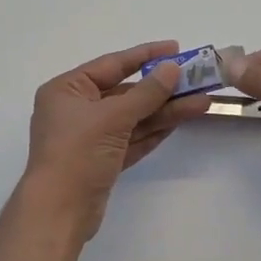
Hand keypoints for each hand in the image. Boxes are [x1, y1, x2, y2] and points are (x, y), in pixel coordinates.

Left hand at [20, 40, 211, 243]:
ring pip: (132, 118)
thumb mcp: (113, 118)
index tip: (175, 49)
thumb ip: (146, 93)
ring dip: (164, 111)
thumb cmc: (78, 153)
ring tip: (200, 102)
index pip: (112, 65)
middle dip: (161, 89)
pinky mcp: (102, 161)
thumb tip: (172, 68)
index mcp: (67, 90)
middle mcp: (76, 109)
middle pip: (125, 93)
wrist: (59, 212)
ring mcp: (90, 137)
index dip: (144, 55)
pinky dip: (153, 131)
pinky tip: (180, 121)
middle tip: (196, 80)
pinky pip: (132, 139)